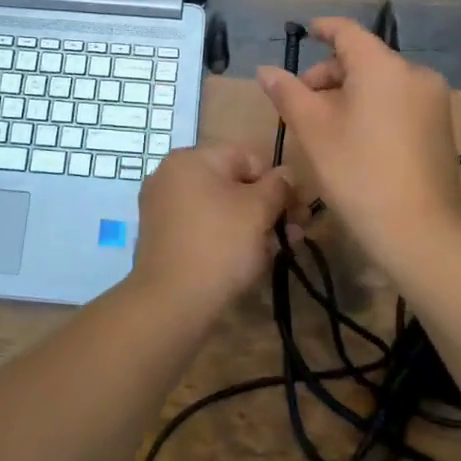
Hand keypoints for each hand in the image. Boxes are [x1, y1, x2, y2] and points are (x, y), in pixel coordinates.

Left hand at [129, 144, 291, 318]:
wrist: (171, 302)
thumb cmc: (219, 245)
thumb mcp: (259, 210)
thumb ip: (278, 186)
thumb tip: (286, 175)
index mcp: (191, 158)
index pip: (248, 158)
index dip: (278, 182)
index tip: (297, 211)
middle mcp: (172, 175)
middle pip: (233, 183)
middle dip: (267, 207)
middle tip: (294, 234)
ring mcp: (163, 207)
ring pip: (220, 207)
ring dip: (252, 224)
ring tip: (278, 250)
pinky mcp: (163, 237)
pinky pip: (203, 226)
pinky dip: (227, 237)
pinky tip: (250, 259)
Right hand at [256, 17, 460, 256]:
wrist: (420, 230)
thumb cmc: (358, 172)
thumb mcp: (313, 130)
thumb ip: (287, 92)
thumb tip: (265, 69)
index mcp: (383, 66)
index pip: (348, 32)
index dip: (324, 28)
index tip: (305, 32)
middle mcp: (415, 74)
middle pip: (365, 59)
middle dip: (329, 74)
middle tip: (301, 102)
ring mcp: (434, 101)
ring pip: (382, 82)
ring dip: (350, 93)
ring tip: (325, 125)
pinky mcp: (441, 127)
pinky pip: (400, 102)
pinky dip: (374, 107)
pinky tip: (356, 139)